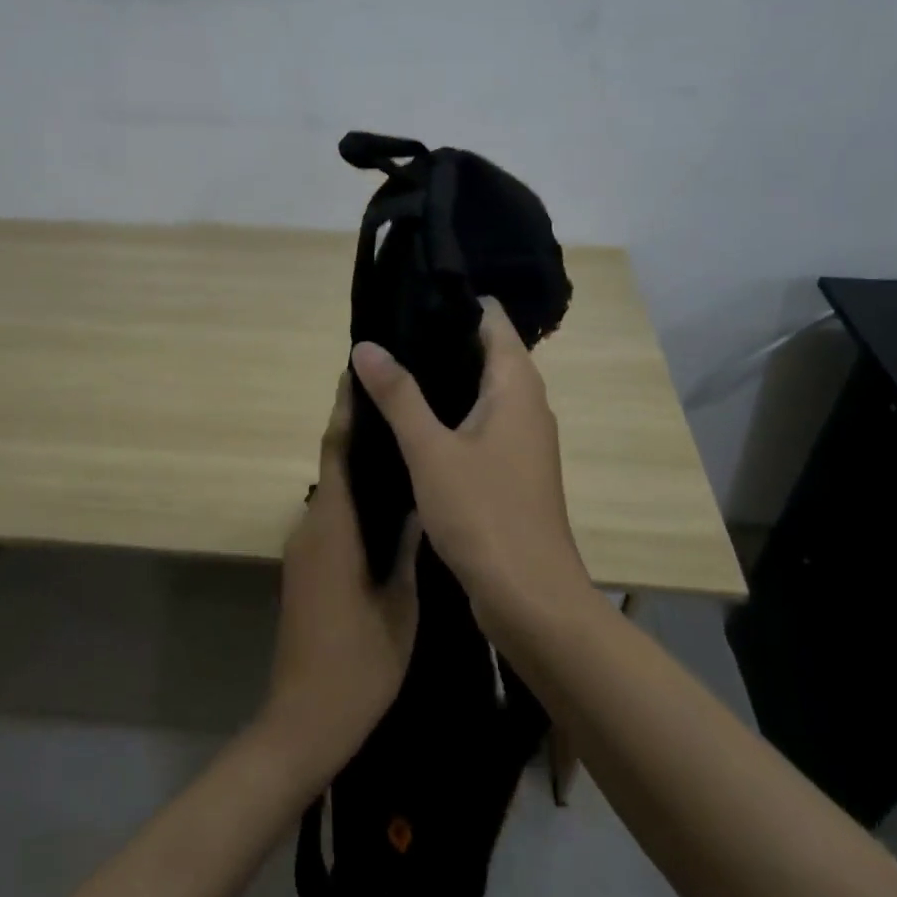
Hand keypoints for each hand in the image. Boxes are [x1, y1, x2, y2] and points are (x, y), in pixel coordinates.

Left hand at [261, 374, 418, 787]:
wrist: (304, 721)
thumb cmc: (358, 664)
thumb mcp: (399, 605)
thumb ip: (406, 548)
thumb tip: (418, 501)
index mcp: (333, 529)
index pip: (336, 453)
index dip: (345, 411)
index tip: (355, 374)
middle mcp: (311, 529)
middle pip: (333, 468)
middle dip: (359, 434)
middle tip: (400, 408)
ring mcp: (304, 551)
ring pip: (334, 496)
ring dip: (359, 471)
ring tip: (403, 450)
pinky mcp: (305, 571)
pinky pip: (331, 522)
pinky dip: (355, 503)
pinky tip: (388, 507)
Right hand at [350, 298, 590, 621]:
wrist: (529, 598)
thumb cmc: (483, 513)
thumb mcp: (430, 450)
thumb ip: (398, 395)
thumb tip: (366, 346)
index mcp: (517, 386)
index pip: (492, 319)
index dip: (454, 303)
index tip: (408, 298)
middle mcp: (527, 404)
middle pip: (486, 352)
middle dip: (439, 341)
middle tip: (386, 335)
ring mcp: (522, 440)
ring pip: (482, 391)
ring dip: (442, 380)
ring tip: (390, 370)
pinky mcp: (512, 471)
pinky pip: (480, 424)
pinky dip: (450, 415)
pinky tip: (412, 424)